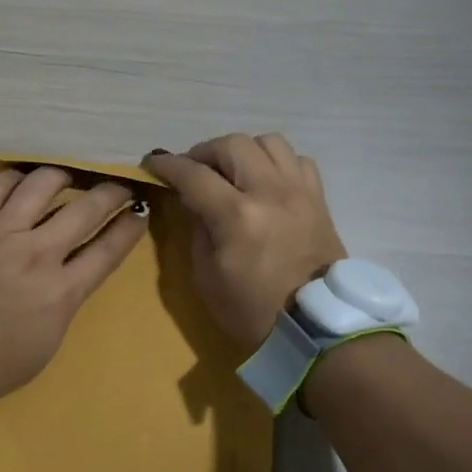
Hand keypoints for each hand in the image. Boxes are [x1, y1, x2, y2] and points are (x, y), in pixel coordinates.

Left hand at [0, 167, 148, 400]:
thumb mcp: (44, 345)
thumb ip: (59, 305)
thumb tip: (63, 281)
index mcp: (62, 290)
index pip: (107, 250)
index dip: (128, 228)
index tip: (140, 212)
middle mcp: (40, 252)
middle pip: (86, 209)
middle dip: (110, 193)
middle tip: (118, 186)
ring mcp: (2, 231)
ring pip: (43, 185)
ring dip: (62, 177)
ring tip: (66, 176)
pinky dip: (13, 178)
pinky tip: (19, 178)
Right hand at [145, 134, 346, 350]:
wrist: (316, 329)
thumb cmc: (253, 311)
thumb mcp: (207, 278)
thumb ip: (197, 230)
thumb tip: (193, 201)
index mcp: (237, 216)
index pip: (193, 174)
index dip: (167, 165)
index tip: (152, 163)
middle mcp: (270, 192)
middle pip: (232, 145)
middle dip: (204, 152)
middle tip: (193, 171)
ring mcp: (299, 192)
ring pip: (268, 142)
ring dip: (243, 151)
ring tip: (232, 171)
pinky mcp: (319, 199)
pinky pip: (297, 160)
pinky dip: (276, 163)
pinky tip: (265, 181)